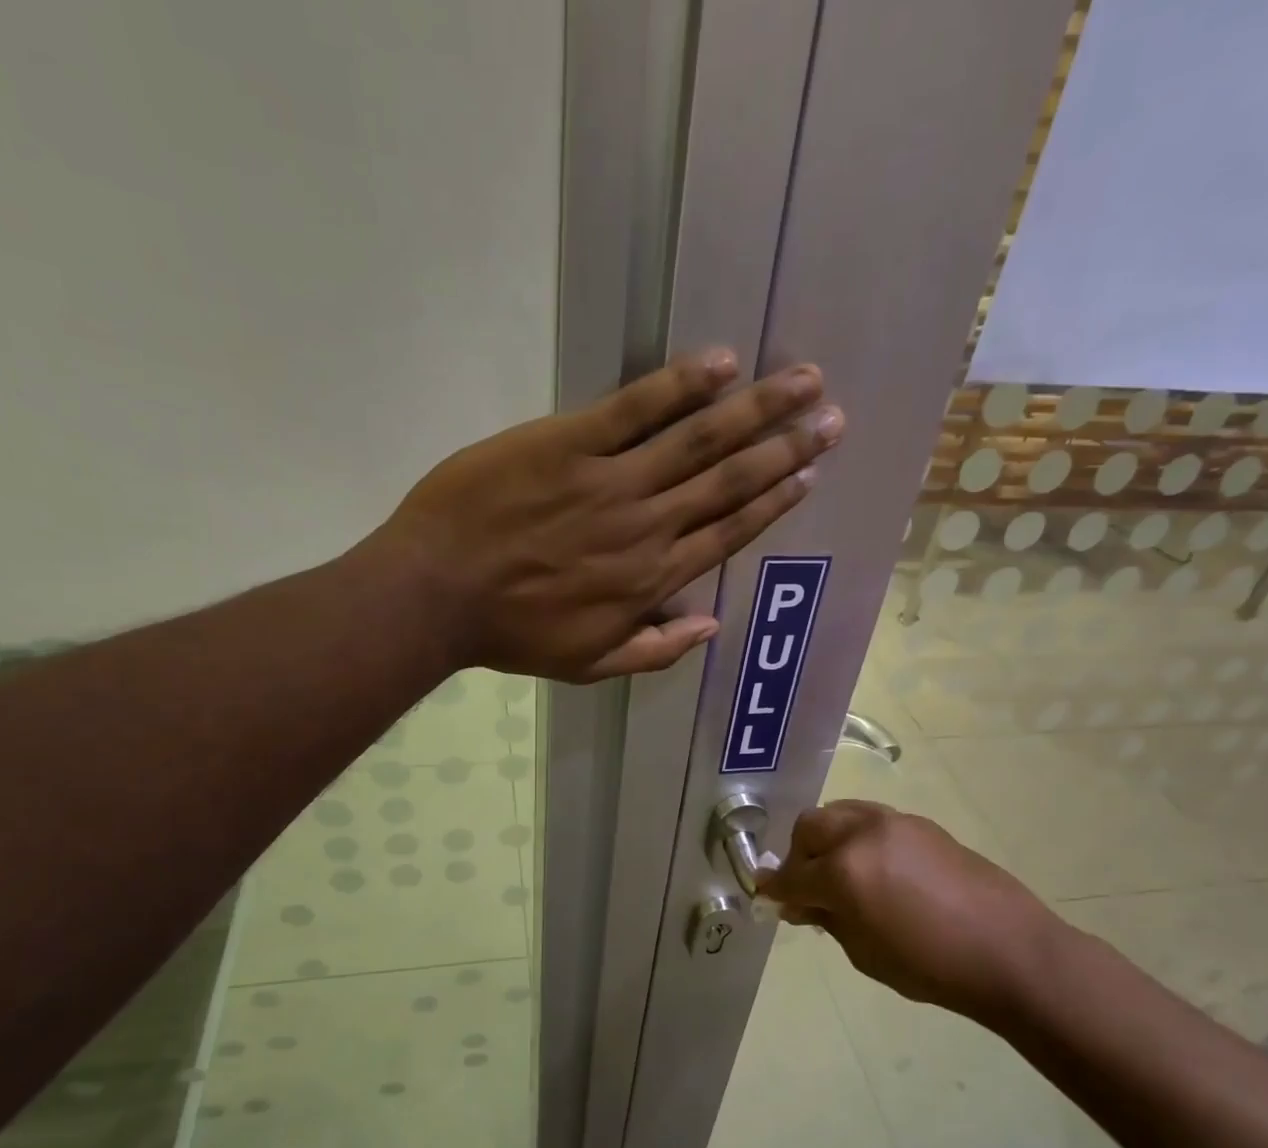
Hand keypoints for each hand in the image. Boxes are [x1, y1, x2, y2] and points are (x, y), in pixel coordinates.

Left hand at [375, 348, 842, 681]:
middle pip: (728, 482)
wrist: (438, 594)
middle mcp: (646, 527)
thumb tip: (711, 627)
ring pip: (697, 441)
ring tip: (802, 381)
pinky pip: (634, 409)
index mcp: (651, 580)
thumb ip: (655, 651)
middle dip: (785, 448)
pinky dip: (680, 385)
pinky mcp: (568, 443)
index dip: (772, 502)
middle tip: (830, 417)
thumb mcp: (589, 665)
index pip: (726, 534)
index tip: (808, 475)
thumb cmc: (512, 634)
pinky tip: (721, 363)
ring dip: (754, 410)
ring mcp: (610, 482)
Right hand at [760, 801, 1076, 1023]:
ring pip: (839, 812)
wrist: (1010, 951)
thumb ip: (827, 919)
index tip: (766, 897)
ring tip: (839, 870)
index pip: (790, 876)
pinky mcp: (921, 824)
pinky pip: (871, 819)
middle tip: (806, 886)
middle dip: (798, 855)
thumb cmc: (931, 966)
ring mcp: (894, 823)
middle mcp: (862, 834)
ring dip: (827, 838)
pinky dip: (858, 837)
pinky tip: (875, 868)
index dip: (774, 889)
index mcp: (843, 871)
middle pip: (809, 827)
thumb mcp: (864, 952)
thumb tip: (801, 904)